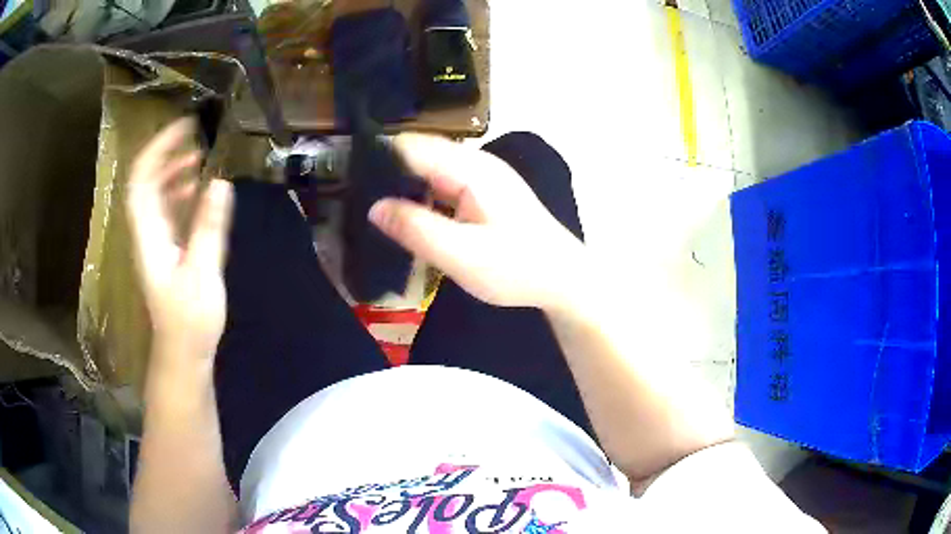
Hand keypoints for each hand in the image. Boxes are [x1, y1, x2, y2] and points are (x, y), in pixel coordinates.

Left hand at [126, 118, 233, 364]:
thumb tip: (220, 181)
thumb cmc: (190, 319)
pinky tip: (197, 190)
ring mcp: (155, 241)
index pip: (143, 179)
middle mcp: (147, 232)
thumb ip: (208, 227)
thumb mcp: (203, 272)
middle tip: (196, 137)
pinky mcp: (166, 251)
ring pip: (156, 195)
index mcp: (150, 234)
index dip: (159, 148)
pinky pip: (167, 211)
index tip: (185, 127)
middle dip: (167, 153)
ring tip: (199, 158)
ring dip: (174, 171)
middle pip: (146, 182)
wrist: (183, 352)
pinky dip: (180, 193)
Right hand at [369, 133, 585, 309]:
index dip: (377, 157)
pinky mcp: (485, 193)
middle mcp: (476, 163)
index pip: (411, 146)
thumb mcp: (462, 255)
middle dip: (387, 172)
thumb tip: (373, 206)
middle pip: (419, 154)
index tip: (348, 178)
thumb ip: (416, 229)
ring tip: (372, 208)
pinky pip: (443, 185)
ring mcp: (483, 177)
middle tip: (354, 198)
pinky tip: (408, 217)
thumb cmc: (517, 268)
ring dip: (404, 186)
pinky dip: (422, 196)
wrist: (563, 279)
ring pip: (430, 171)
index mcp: (470, 168)